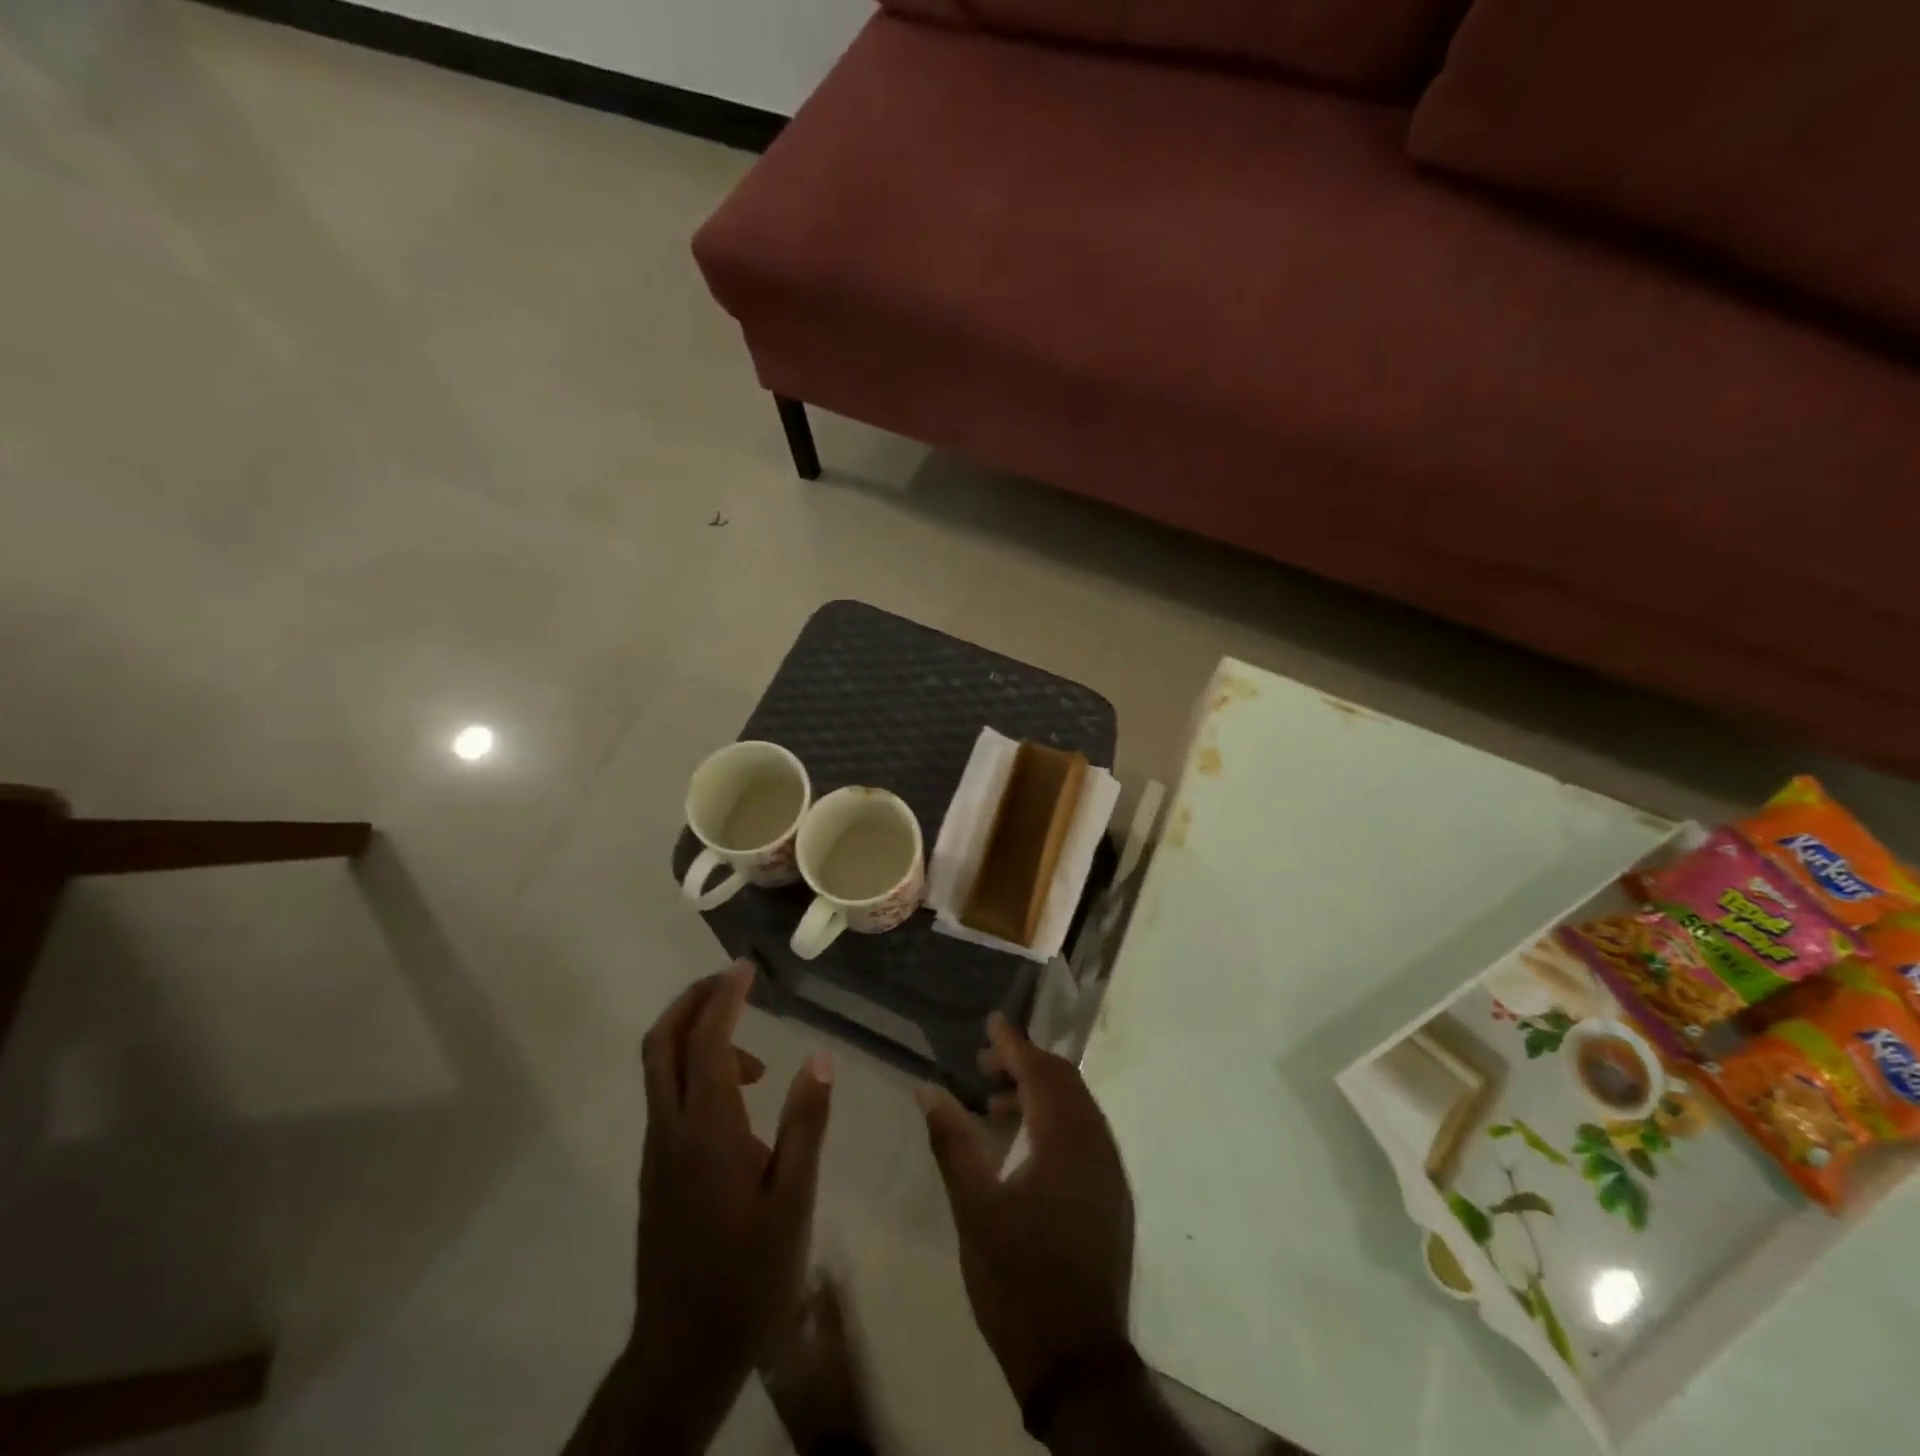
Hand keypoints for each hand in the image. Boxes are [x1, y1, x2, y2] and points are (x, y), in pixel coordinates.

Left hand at [631, 963, 833, 1448]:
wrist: (683, 1350)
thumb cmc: (750, 1275)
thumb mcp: (794, 1200)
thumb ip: (805, 1124)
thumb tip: (819, 1058)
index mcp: (708, 1131)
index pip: (708, 1043)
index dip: (724, 998)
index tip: (746, 969)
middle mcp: (671, 1130)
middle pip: (660, 1044)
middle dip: (691, 1001)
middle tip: (730, 980)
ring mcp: (657, 1151)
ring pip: (660, 1069)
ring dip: (696, 1036)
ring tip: (755, 1052)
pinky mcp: (656, 1170)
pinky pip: (669, 1097)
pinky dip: (696, 1071)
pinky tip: (740, 1099)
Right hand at [917, 1013, 1134, 1405]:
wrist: (1076, 1364)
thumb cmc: (1019, 1280)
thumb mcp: (974, 1209)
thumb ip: (953, 1142)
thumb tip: (929, 1090)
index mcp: (1067, 1141)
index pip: (1041, 1072)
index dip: (1015, 1043)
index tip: (992, 1021)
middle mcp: (1097, 1146)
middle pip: (1065, 1082)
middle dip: (1026, 1063)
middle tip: (984, 1063)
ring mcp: (1110, 1173)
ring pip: (1077, 1109)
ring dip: (1039, 1093)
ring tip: (994, 1102)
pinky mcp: (1112, 1198)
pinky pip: (1085, 1135)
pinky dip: (1054, 1121)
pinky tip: (1023, 1144)